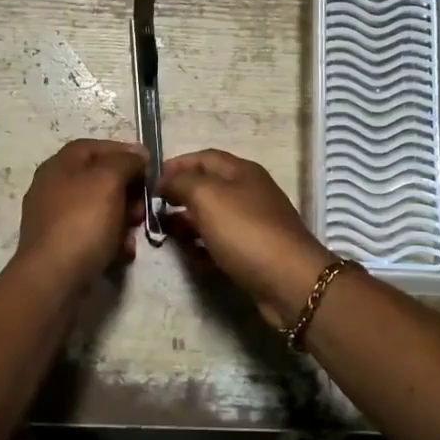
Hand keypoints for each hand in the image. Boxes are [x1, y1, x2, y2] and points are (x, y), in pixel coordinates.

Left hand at [13, 139, 148, 289]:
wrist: (53, 280)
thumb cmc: (81, 222)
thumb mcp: (108, 181)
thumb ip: (125, 161)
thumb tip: (138, 154)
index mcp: (59, 166)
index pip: (93, 147)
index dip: (122, 151)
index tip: (149, 165)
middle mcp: (53, 189)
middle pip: (98, 179)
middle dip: (127, 189)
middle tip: (145, 203)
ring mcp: (56, 220)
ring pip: (99, 209)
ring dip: (124, 217)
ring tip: (136, 230)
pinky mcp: (62, 248)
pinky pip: (93, 235)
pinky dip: (111, 240)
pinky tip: (124, 252)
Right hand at [157, 150, 336, 328]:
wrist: (289, 281)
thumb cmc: (245, 231)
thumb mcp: (207, 196)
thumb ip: (181, 182)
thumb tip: (165, 181)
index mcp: (241, 172)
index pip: (203, 157)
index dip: (176, 165)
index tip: (150, 181)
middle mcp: (248, 193)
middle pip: (206, 188)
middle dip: (178, 197)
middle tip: (152, 212)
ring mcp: (252, 224)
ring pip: (211, 218)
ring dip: (187, 225)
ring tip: (166, 235)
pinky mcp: (252, 253)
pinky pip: (220, 245)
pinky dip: (203, 249)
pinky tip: (191, 259)